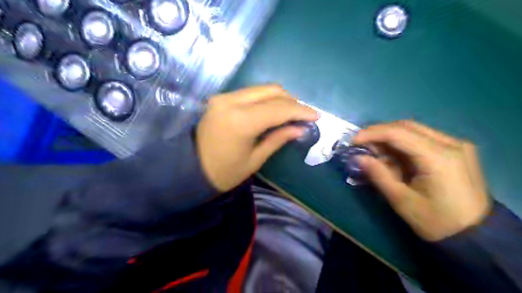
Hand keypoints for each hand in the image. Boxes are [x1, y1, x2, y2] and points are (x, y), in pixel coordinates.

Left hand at [195, 84, 317, 191]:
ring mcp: (224, 97)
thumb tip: (300, 128)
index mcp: (241, 121)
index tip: (316, 116)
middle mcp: (231, 102)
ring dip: (280, 98)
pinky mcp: (220, 98)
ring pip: (262, 89)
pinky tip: (273, 110)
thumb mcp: (255, 159)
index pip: (279, 109)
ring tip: (291, 113)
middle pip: (272, 91)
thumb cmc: (225, 172)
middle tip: (304, 115)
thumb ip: (278, 138)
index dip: (300, 111)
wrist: (191, 169)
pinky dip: (266, 99)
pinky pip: (251, 93)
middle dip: (292, 102)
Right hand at [353, 120, 492, 241]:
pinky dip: (402, 143)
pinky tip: (392, 155)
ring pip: (414, 130)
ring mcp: (456, 145)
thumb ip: (378, 175)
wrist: (476, 236)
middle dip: (379, 132)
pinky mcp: (456, 150)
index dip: (371, 133)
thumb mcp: (401, 200)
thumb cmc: (436, 222)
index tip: (353, 141)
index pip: (398, 133)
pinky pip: (422, 138)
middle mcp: (451, 143)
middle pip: (406, 126)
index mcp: (439, 157)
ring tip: (373, 151)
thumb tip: (358, 157)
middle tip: (361, 144)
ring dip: (390, 137)